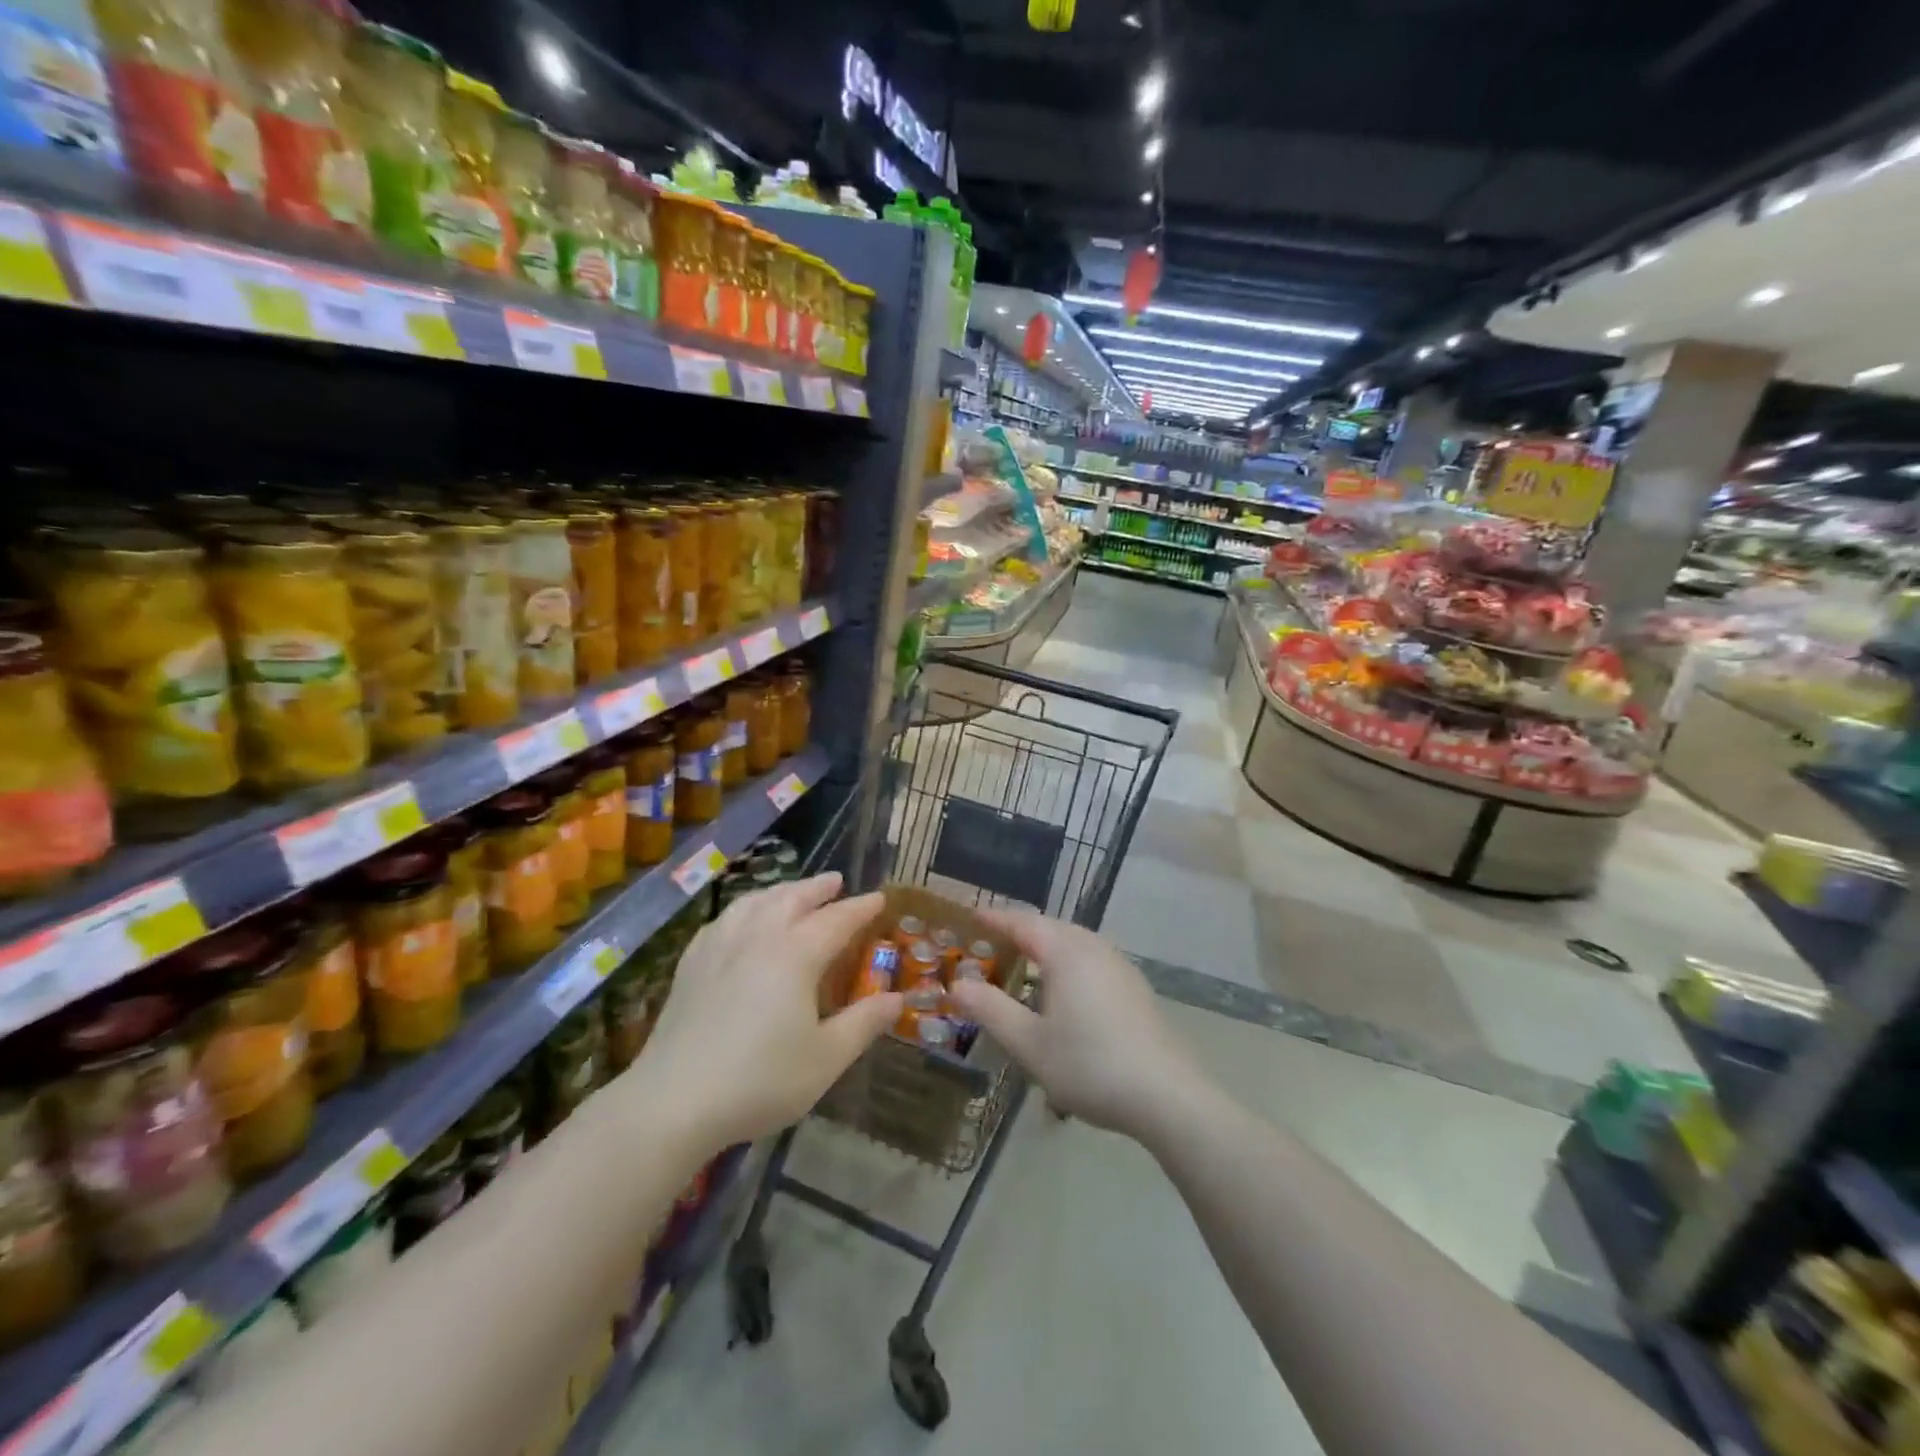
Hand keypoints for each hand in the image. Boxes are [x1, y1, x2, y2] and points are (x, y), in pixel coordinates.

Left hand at [633, 874, 901, 1153]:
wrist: (673, 1102)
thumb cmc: (759, 1080)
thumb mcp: (825, 1059)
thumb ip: (864, 1024)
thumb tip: (898, 999)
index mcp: (795, 955)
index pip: (836, 920)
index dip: (860, 908)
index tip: (879, 898)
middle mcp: (758, 937)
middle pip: (793, 899)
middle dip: (818, 888)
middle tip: (836, 881)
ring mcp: (719, 946)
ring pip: (755, 902)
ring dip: (781, 891)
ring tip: (793, 891)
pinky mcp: (691, 963)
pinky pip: (724, 919)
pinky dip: (744, 908)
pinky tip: (742, 919)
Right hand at [948, 906, 1197, 1139]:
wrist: (1166, 1095)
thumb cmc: (1089, 1065)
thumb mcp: (1029, 1043)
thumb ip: (991, 1010)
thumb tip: (957, 985)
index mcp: (1065, 951)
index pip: (1023, 922)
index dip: (995, 919)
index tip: (971, 916)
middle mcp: (1094, 947)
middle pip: (1050, 927)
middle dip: (1019, 931)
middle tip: (991, 942)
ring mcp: (1119, 965)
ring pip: (1074, 943)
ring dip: (1046, 947)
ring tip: (1023, 963)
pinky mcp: (1135, 987)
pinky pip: (1091, 960)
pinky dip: (1067, 963)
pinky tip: (1063, 991)